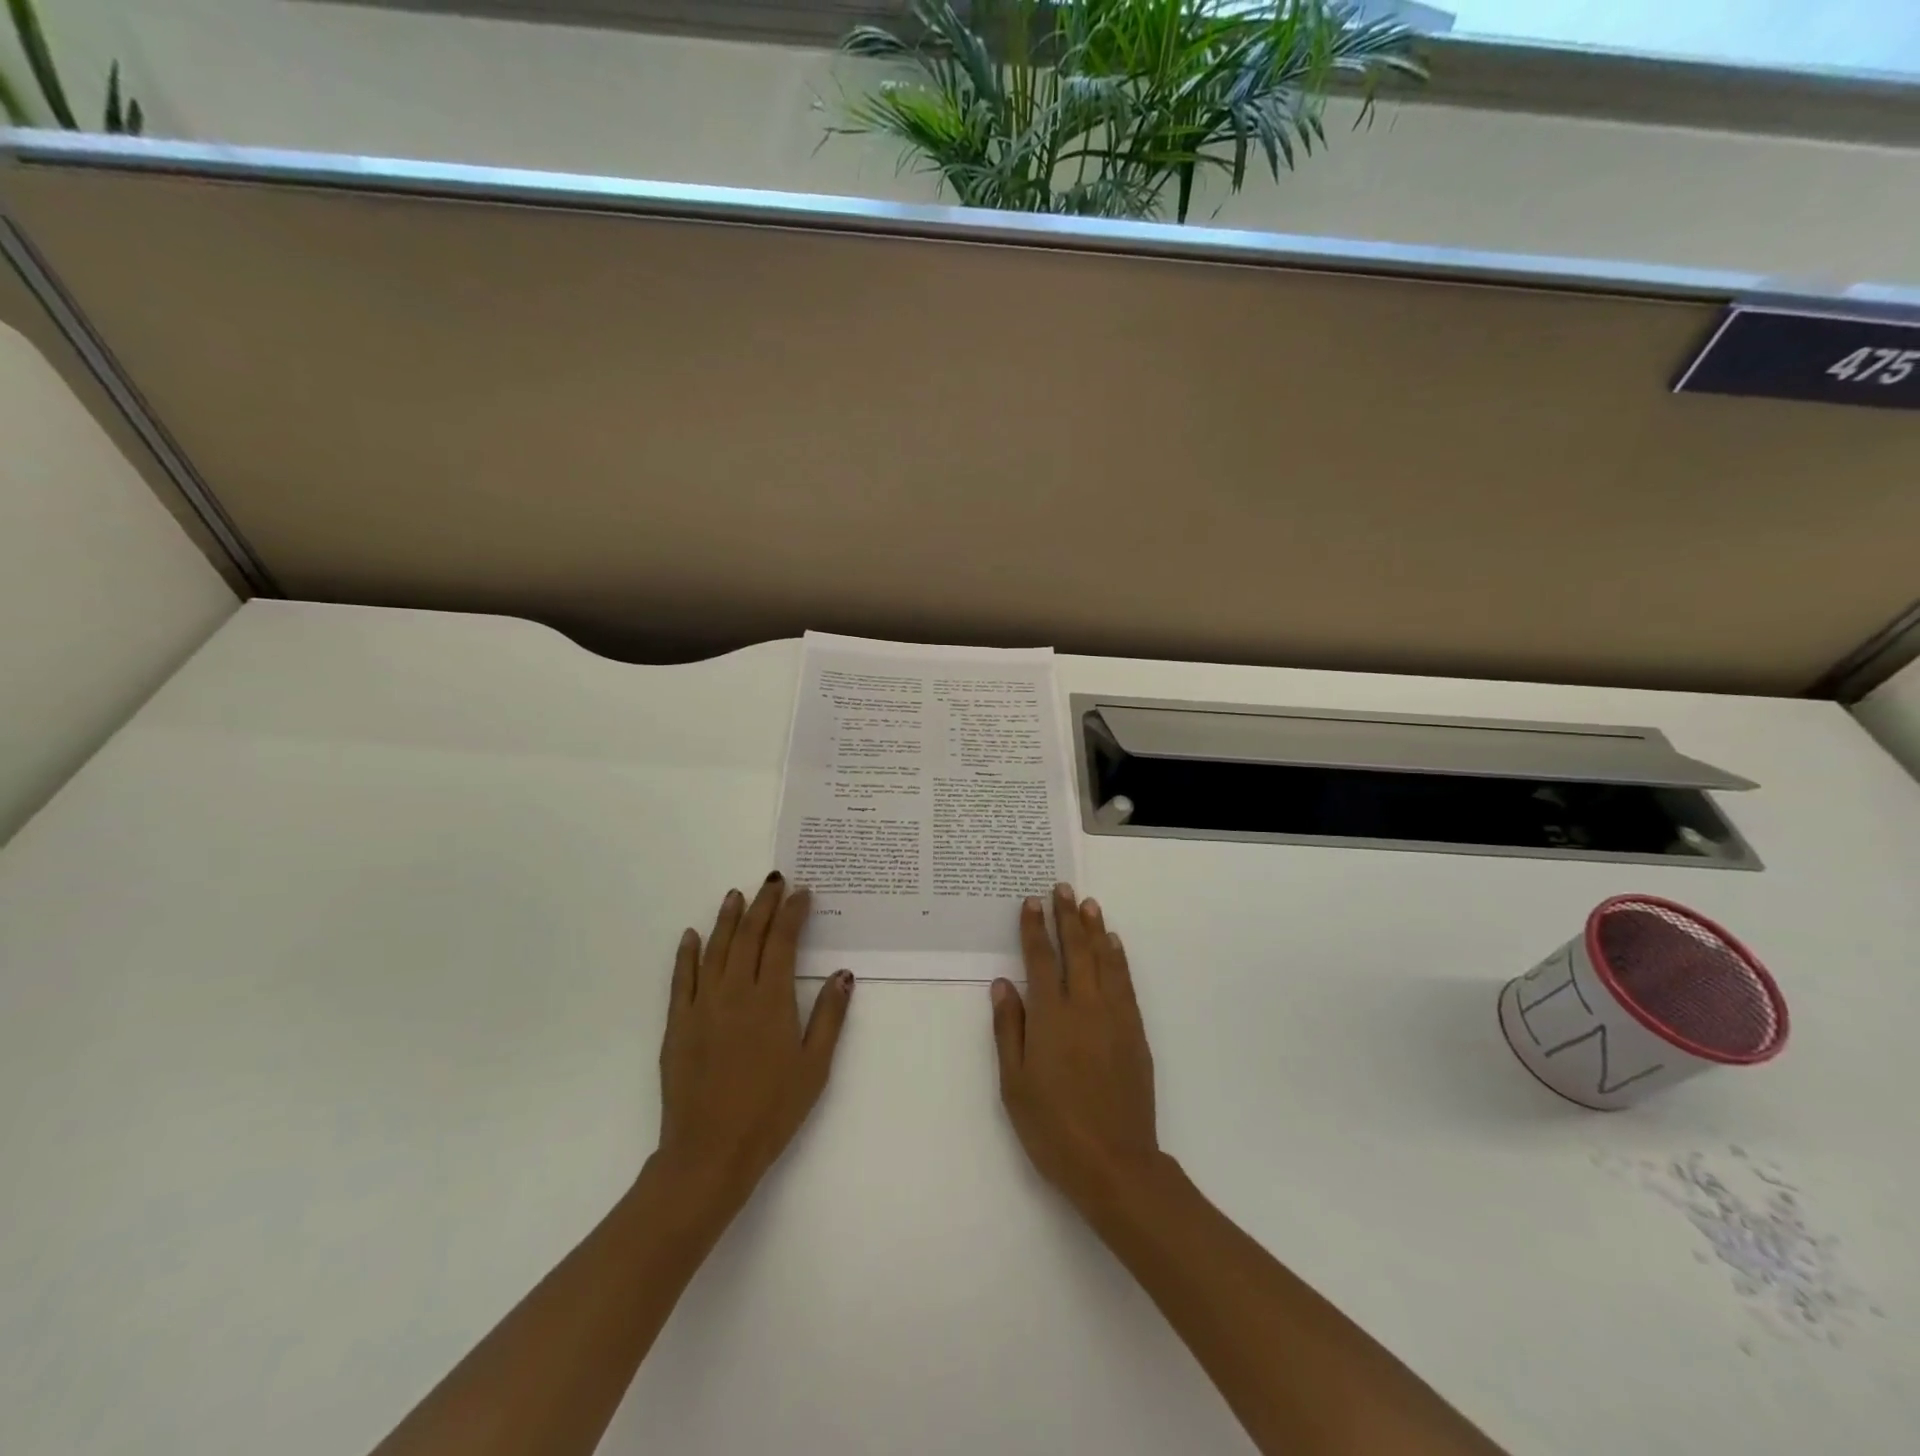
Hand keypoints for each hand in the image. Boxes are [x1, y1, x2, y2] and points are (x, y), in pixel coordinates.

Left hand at [653, 873, 853, 1225]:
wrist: (709, 1153)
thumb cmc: (771, 1112)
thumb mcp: (814, 1067)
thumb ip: (829, 1016)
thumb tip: (842, 973)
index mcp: (771, 1000)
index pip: (781, 941)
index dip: (792, 912)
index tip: (802, 893)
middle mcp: (735, 992)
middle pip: (749, 935)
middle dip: (763, 903)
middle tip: (774, 880)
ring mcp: (702, 1005)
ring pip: (715, 948)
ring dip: (727, 918)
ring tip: (736, 894)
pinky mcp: (678, 1024)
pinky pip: (681, 978)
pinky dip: (687, 953)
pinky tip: (692, 936)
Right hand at [992, 883, 1159, 1211]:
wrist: (1116, 1163)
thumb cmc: (1053, 1127)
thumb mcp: (1015, 1084)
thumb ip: (1009, 1029)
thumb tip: (1002, 984)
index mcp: (1050, 1017)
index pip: (1040, 960)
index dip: (1035, 929)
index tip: (1032, 902)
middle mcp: (1084, 1007)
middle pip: (1075, 950)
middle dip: (1067, 917)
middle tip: (1063, 887)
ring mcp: (1114, 1017)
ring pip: (1104, 960)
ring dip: (1095, 929)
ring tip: (1089, 903)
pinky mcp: (1135, 1032)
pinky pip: (1125, 983)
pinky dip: (1119, 958)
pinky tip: (1114, 945)